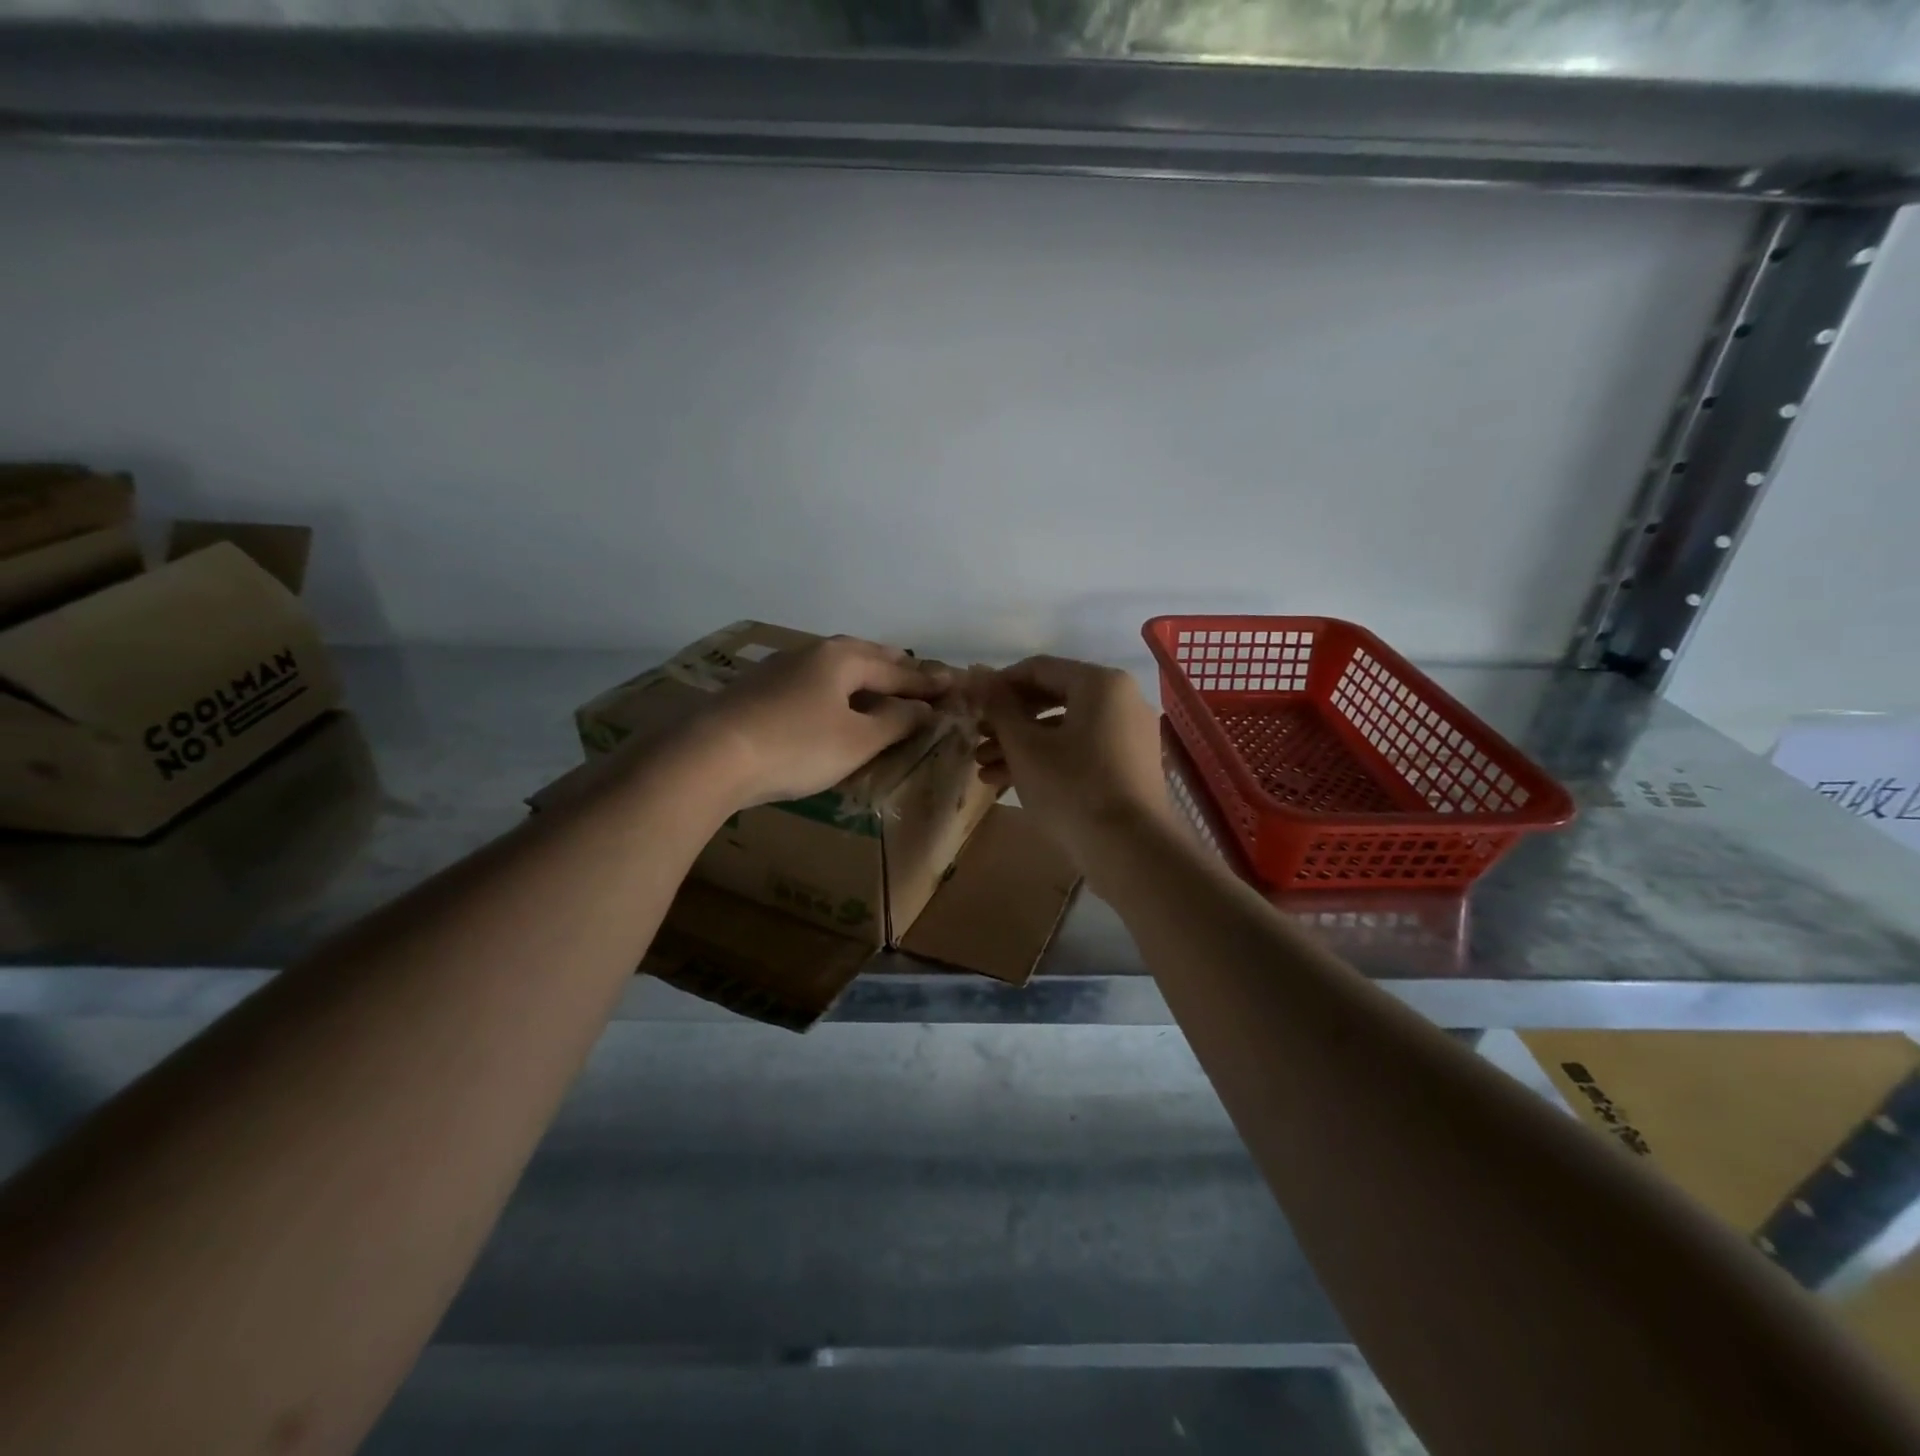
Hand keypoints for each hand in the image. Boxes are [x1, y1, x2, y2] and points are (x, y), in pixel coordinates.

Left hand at [692, 636, 948, 807]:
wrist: (711, 756)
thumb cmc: (797, 746)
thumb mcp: (857, 739)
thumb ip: (895, 721)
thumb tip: (922, 708)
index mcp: (843, 658)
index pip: (897, 668)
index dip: (927, 681)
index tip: (954, 685)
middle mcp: (813, 653)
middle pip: (864, 655)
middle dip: (894, 666)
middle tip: (918, 676)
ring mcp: (780, 668)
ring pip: (834, 666)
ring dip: (863, 675)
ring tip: (878, 685)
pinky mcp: (758, 690)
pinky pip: (812, 682)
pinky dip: (835, 689)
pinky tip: (830, 702)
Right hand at [974, 656, 1168, 870]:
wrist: (1130, 850)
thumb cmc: (1072, 787)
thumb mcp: (1025, 746)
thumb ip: (998, 706)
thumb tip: (975, 673)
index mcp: (1100, 683)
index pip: (1038, 669)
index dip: (998, 685)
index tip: (970, 706)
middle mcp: (1121, 700)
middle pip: (1052, 698)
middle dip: (1009, 721)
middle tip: (977, 738)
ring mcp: (1128, 734)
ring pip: (1064, 729)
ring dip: (1022, 745)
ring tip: (984, 769)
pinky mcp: (1128, 766)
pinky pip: (1081, 750)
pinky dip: (1048, 760)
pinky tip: (1010, 783)